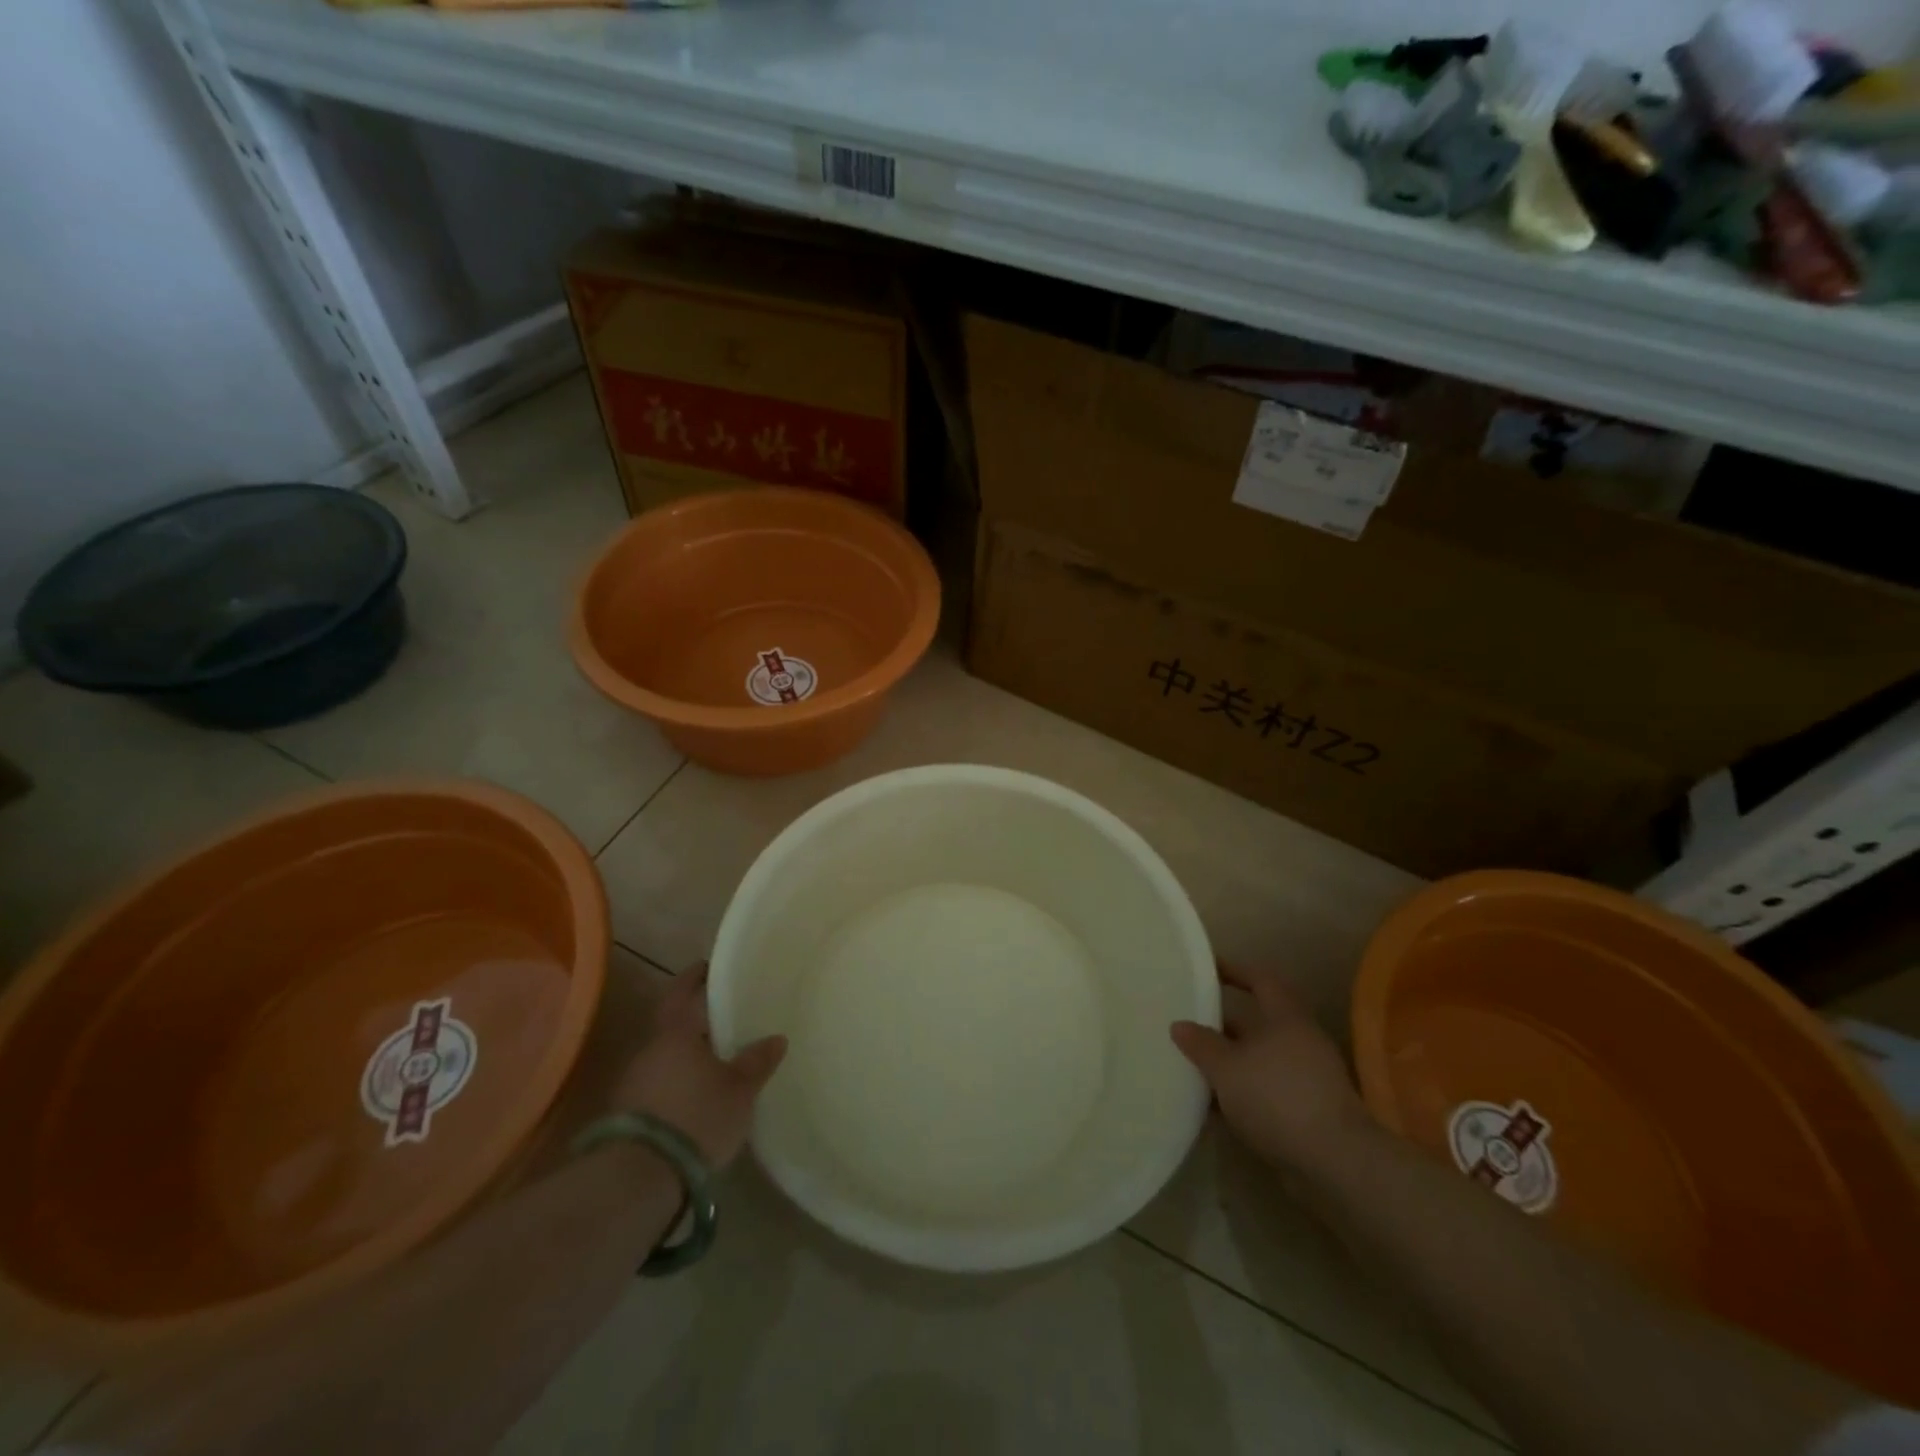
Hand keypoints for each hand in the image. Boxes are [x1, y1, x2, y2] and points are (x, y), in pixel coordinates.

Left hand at [610, 964, 786, 1169]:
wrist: (638, 1179)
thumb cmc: (696, 1116)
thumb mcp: (739, 1090)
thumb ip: (757, 1061)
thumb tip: (776, 1038)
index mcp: (674, 1032)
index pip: (681, 992)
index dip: (694, 977)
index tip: (707, 967)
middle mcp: (649, 1050)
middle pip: (674, 1026)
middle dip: (697, 1024)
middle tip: (726, 1023)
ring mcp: (633, 1084)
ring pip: (666, 1058)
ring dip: (687, 1058)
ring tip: (717, 1064)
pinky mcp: (627, 1117)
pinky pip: (659, 1087)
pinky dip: (678, 1085)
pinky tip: (697, 1098)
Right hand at [1170, 962, 1372, 1173]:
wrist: (1335, 1161)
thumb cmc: (1277, 1097)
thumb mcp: (1226, 1068)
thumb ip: (1201, 1044)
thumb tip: (1179, 1024)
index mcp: (1285, 1017)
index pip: (1260, 980)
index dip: (1234, 970)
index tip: (1208, 968)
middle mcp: (1301, 1040)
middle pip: (1259, 1021)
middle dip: (1225, 1022)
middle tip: (1192, 1020)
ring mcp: (1309, 1077)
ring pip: (1261, 1058)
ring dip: (1232, 1060)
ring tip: (1196, 1064)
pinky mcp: (1310, 1110)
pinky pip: (1268, 1089)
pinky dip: (1243, 1092)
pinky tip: (1216, 1105)